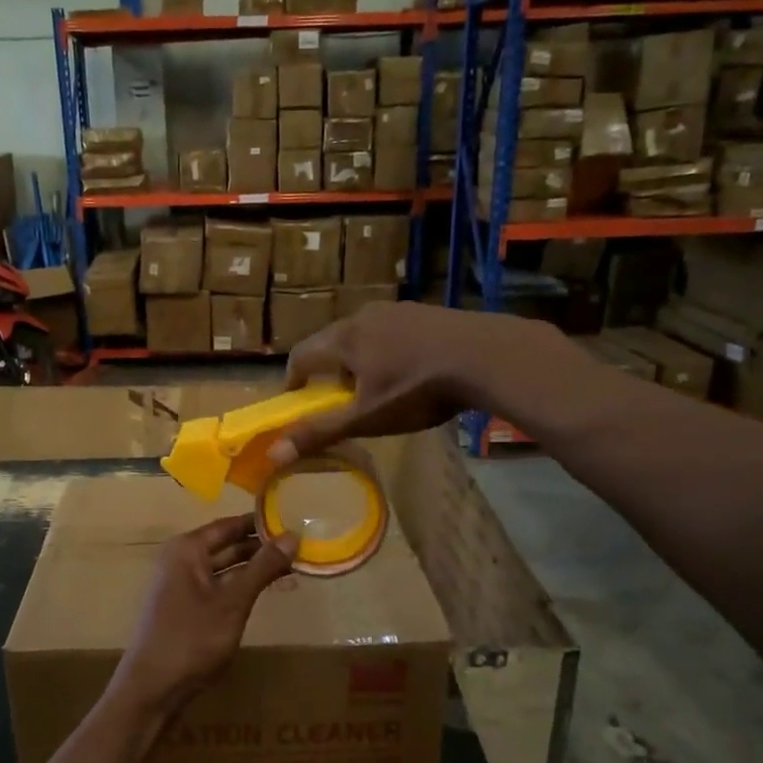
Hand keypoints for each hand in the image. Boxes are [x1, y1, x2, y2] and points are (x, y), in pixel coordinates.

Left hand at [110, 516, 296, 720]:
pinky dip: (244, 585)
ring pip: (227, 567)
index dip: (261, 522)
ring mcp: (183, 584)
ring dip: (256, 567)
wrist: (152, 689)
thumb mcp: (233, 602)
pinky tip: (270, 589)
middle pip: (229, 544)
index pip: (231, 524)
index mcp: (188, 548)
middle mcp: (183, 559)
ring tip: (295, 566)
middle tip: (302, 545)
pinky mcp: (188, 607)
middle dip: (263, 546)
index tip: (295, 518)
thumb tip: (293, 535)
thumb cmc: (191, 639)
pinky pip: (221, 586)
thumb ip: (262, 567)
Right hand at [270, 302, 526, 463]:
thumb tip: (274, 452)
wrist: (487, 356)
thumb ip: (321, 432)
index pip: (301, 354)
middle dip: (328, 371)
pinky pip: (392, 331)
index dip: (293, 379)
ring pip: (363, 335)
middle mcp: (364, 316)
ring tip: (377, 386)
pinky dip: (388, 350)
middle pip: (332, 342)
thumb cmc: (418, 389)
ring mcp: (398, 309)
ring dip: (359, 359)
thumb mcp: (367, 418)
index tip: (296, 400)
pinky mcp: (426, 311)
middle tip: (339, 398)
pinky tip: (411, 370)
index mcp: (344, 338)